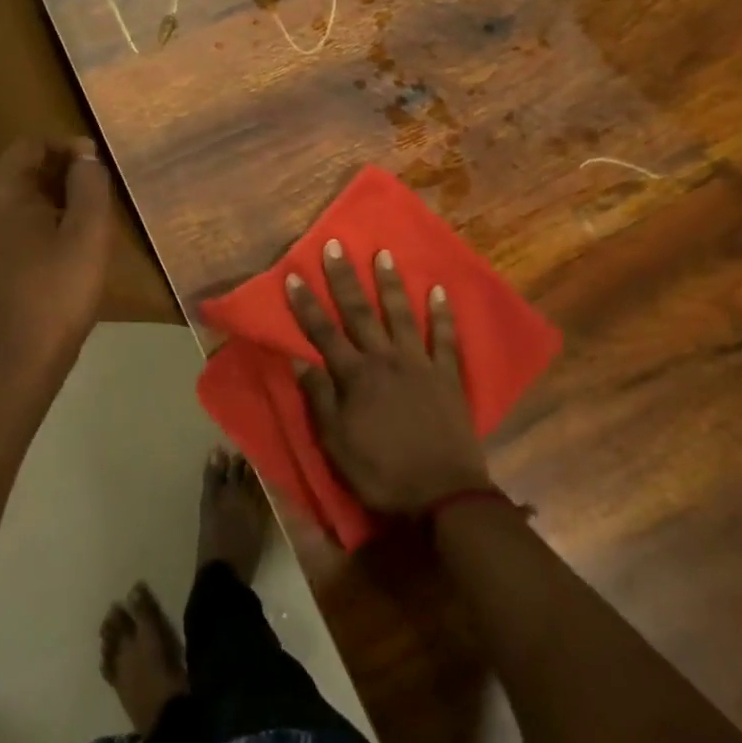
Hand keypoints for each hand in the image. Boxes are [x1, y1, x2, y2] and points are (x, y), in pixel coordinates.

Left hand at [0, 137, 113, 395]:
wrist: (17, 363)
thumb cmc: (58, 293)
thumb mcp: (89, 233)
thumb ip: (89, 183)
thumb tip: (83, 153)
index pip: (31, 145)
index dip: (68, 149)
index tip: (97, 170)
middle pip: (16, 169)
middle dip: (55, 175)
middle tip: (92, 198)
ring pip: (6, 197)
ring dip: (40, 200)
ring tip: (74, 223)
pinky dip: (22, 223)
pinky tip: (48, 249)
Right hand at [287, 240, 491, 513]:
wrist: (443, 496)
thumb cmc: (382, 473)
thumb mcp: (337, 444)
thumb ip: (319, 399)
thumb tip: (299, 360)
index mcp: (355, 376)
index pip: (323, 332)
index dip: (306, 304)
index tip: (294, 275)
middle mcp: (385, 359)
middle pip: (360, 312)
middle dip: (344, 278)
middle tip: (335, 246)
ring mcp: (419, 363)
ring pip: (401, 314)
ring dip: (391, 283)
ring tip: (384, 253)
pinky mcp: (447, 375)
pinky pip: (445, 338)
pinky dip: (442, 313)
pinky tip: (439, 290)